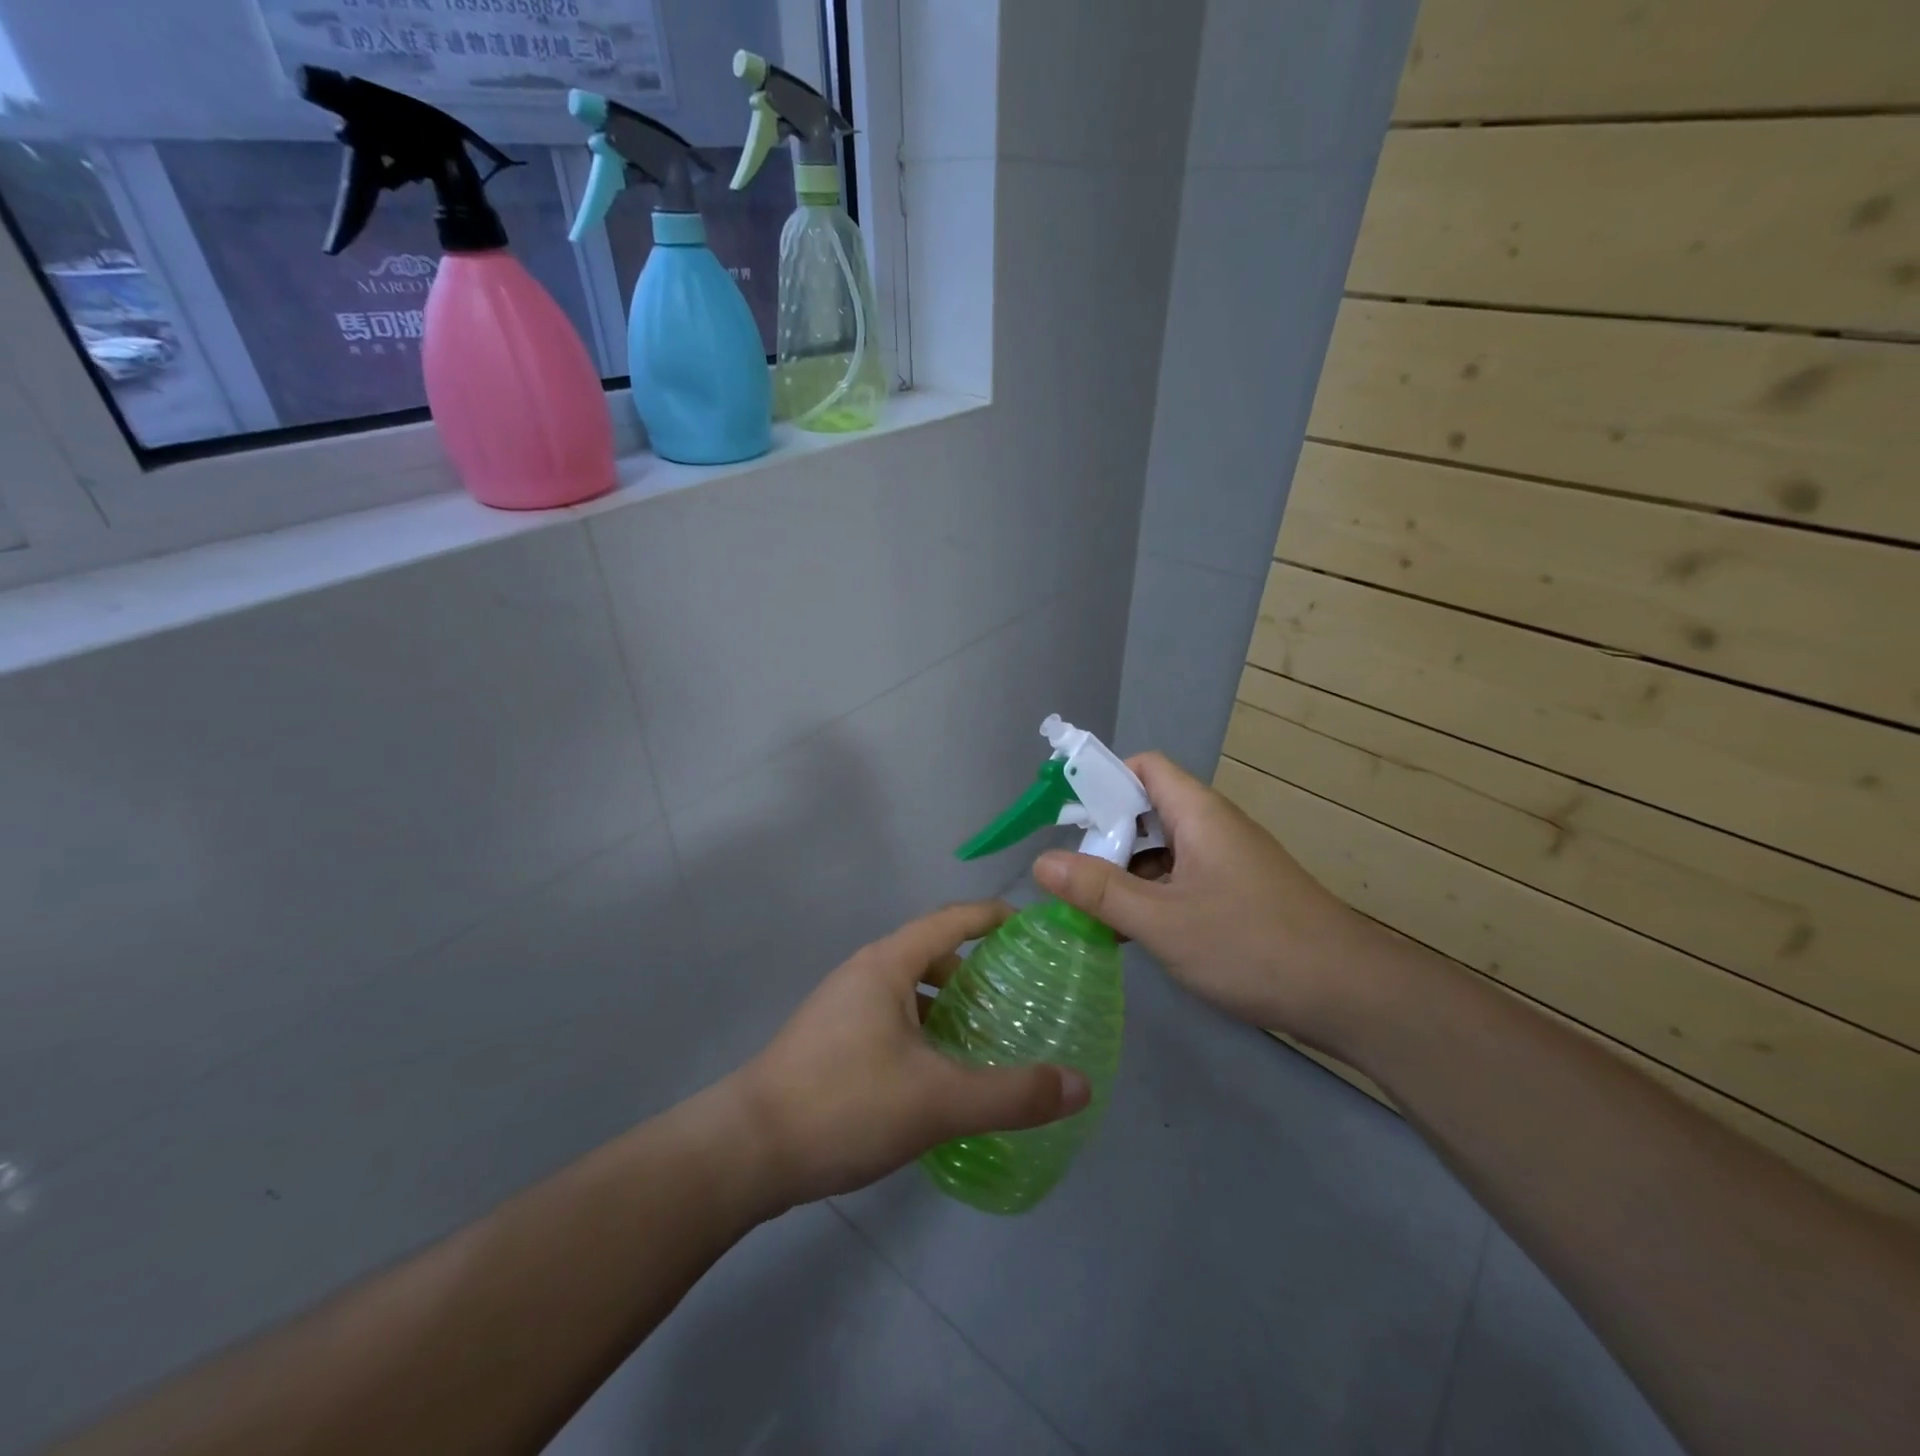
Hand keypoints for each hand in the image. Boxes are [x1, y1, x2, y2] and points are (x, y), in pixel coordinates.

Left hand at [729, 901, 1092, 1207]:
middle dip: (975, 971)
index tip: (1032, 927)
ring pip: (909, 991)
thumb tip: (1081, 1085)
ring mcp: (842, 1007)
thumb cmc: (844, 1104)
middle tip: (1018, 999)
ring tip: (986, 1039)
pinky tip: (939, 1074)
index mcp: (887, 964)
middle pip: (931, 954)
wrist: (746, 1151)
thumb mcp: (937, 1101)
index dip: (992, 917)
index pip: (951, 920)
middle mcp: (864, 973)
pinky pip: (891, 1019)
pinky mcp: (831, 1041)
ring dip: (947, 1006)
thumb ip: (1012, 1094)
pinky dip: (924, 1031)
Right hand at [1033, 753, 1380, 1046]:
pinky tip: (1132, 933)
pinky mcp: (1237, 894)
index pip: (1143, 767)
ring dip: (1126, 872)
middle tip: (1071, 875)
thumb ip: (1099, 890)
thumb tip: (1041, 861)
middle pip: (1147, 809)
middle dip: (1105, 837)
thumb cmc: (1251, 945)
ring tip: (1092, 910)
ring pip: (1162, 850)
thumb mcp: (1162, 920)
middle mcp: (1213, 827)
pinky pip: (1181, 879)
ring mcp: (1227, 862)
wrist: (1350, 995)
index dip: (1103, 781)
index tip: (1067, 819)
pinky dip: (1152, 896)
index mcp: (1198, 814)